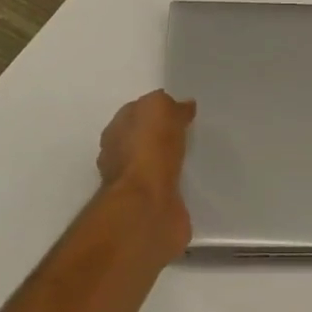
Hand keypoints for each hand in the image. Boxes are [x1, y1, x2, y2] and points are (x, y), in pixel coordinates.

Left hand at [97, 91, 196, 258]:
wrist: (147, 206)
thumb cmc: (148, 151)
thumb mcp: (159, 110)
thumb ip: (168, 106)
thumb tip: (181, 106)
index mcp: (117, 130)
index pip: (136, 113)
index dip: (157, 110)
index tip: (180, 110)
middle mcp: (120, 157)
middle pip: (143, 139)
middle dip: (162, 136)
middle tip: (190, 132)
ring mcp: (135, 184)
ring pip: (155, 164)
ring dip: (169, 160)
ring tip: (194, 156)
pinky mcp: (152, 206)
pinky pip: (167, 187)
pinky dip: (176, 183)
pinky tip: (192, 180)